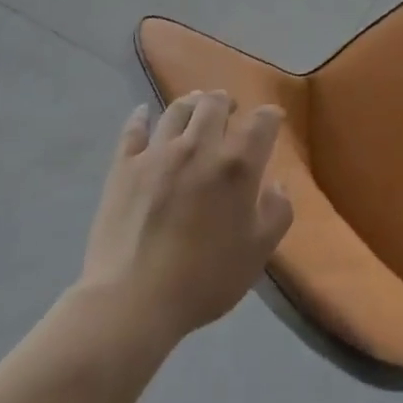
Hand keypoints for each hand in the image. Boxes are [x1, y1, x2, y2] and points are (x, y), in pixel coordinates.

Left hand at [78, 91, 293, 346]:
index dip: (270, 116)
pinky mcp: (124, 166)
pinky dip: (142, 117)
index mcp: (237, 165)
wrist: (133, 300)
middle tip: (230, 110)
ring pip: (177, 109)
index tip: (272, 121)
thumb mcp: (258, 253)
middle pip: (215, 103)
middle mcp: (199, 146)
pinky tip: (145, 114)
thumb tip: (278, 184)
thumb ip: (277, 213)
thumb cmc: (204, 279)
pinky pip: (134, 129)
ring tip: (195, 106)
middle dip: (227, 102)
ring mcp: (158, 152)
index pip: (262, 121)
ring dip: (191, 103)